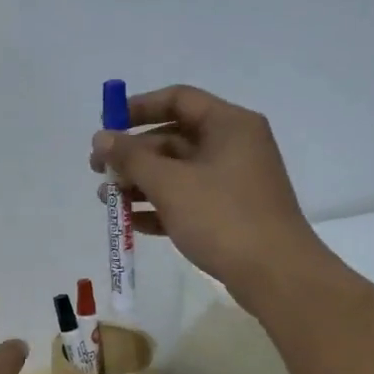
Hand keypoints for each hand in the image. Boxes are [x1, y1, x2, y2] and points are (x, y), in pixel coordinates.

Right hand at [90, 84, 324, 294]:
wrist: (274, 273)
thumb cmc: (222, 217)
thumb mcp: (170, 184)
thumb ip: (131, 158)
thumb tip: (101, 138)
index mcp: (229, 125)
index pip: (178, 100)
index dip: (138, 108)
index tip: (106, 127)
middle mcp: (233, 146)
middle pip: (173, 138)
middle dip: (133, 154)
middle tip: (98, 170)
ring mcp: (232, 181)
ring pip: (177, 172)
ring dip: (140, 183)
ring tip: (107, 200)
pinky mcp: (229, 213)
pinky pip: (187, 200)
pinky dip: (159, 207)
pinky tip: (131, 223)